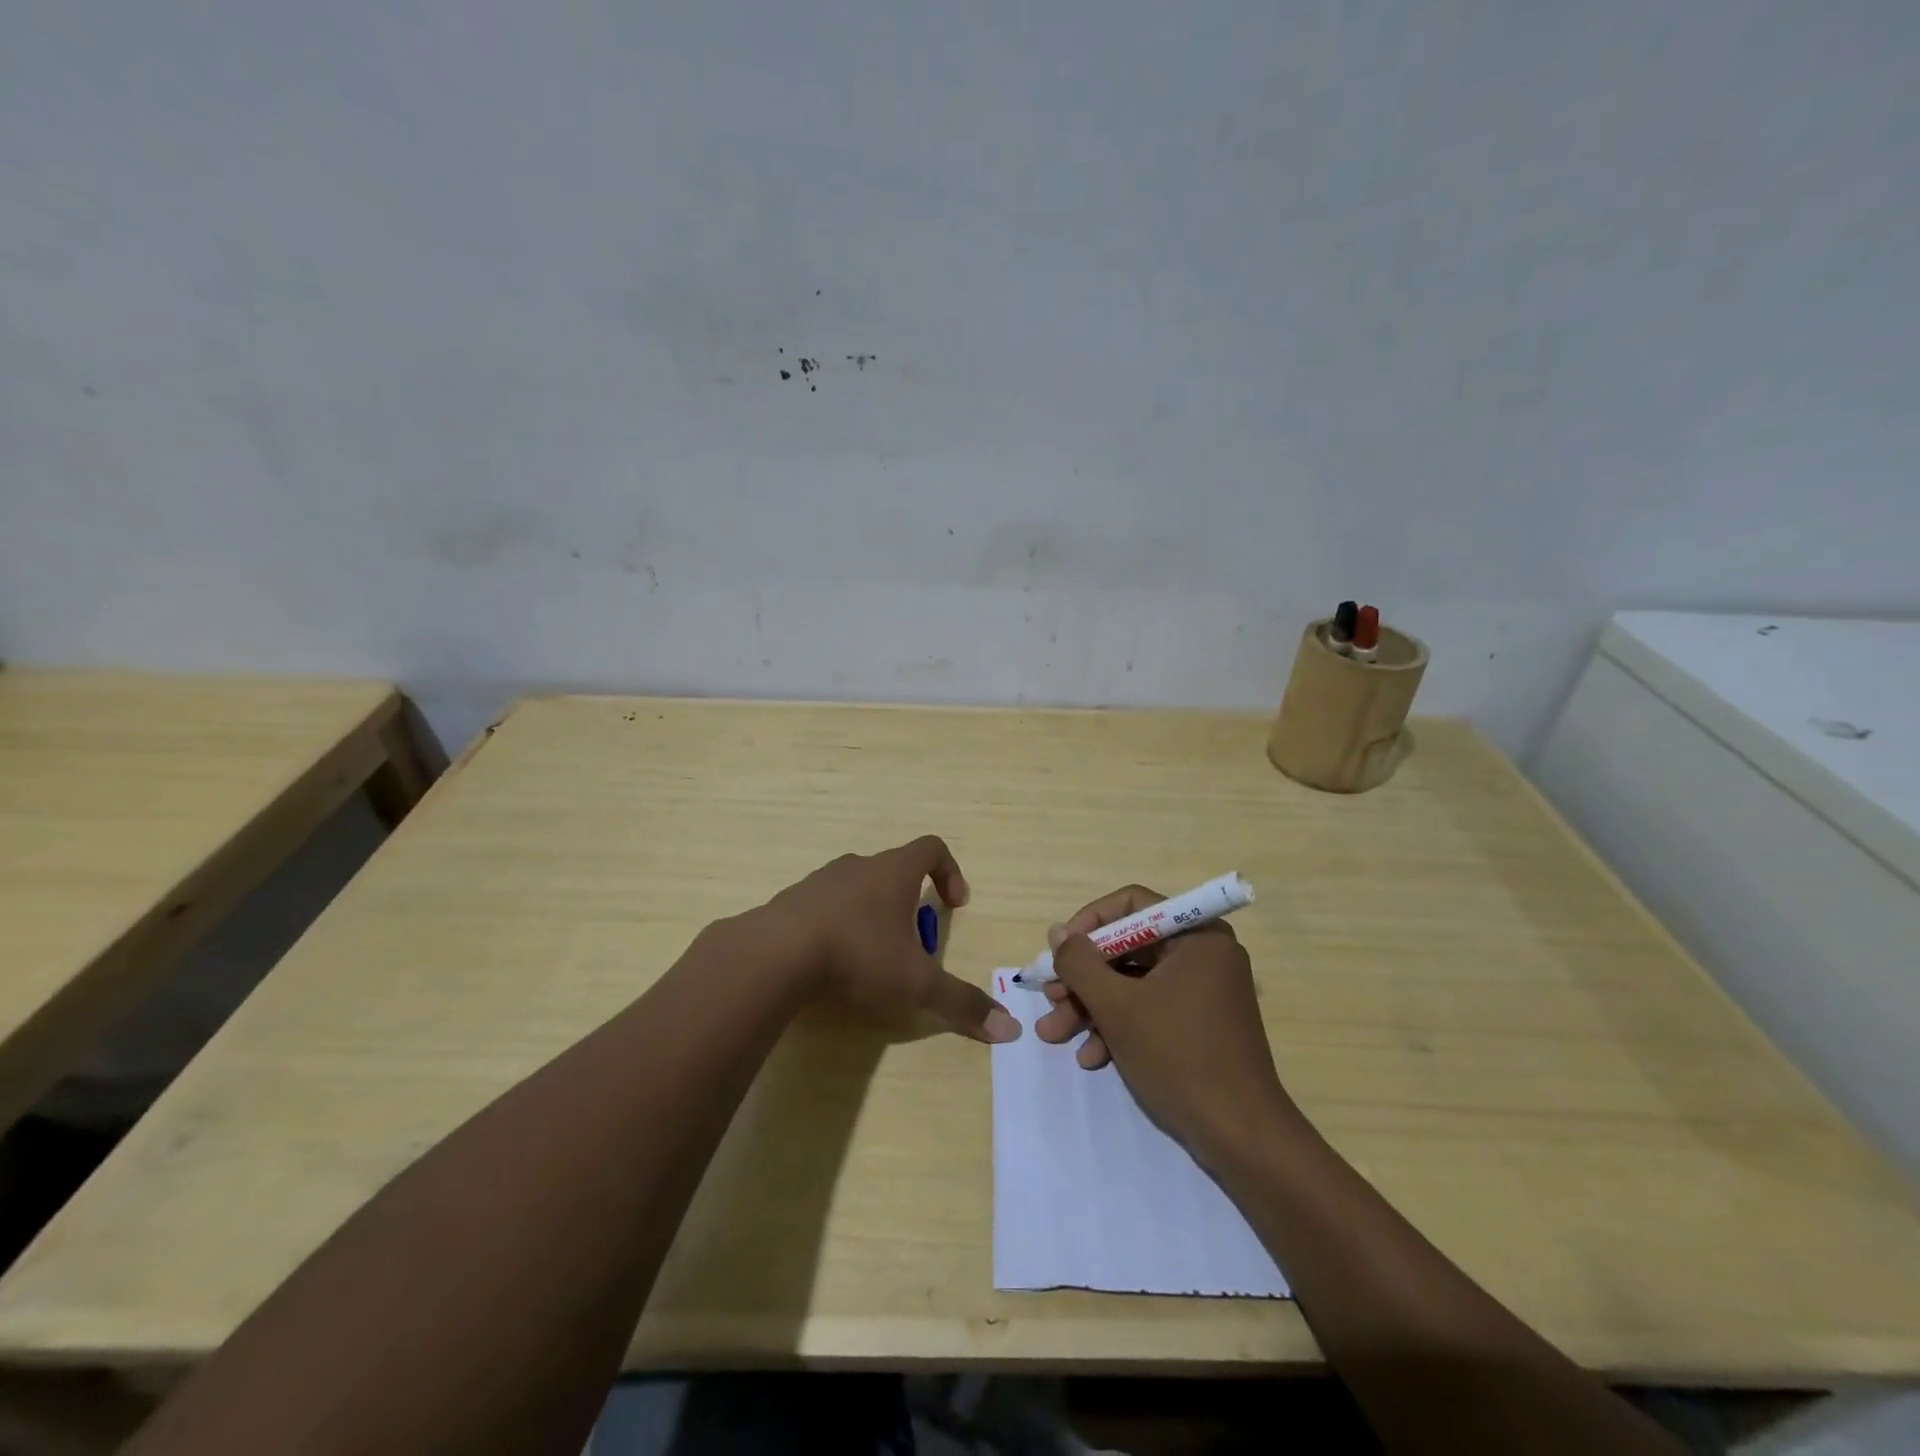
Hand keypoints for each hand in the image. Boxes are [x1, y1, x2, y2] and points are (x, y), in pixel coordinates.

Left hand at [762, 836, 1020, 1043]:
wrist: (774, 954)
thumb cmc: (857, 955)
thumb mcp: (916, 984)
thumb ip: (961, 1003)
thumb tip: (1010, 1031)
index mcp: (893, 872)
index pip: (932, 848)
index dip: (950, 871)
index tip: (955, 905)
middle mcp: (858, 866)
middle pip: (894, 872)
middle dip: (910, 907)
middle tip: (912, 947)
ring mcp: (820, 880)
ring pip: (857, 888)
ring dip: (872, 916)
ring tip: (871, 958)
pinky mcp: (790, 901)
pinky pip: (824, 906)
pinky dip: (837, 926)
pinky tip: (831, 963)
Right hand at [1034, 885, 1294, 1157]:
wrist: (1240, 1136)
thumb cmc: (1179, 1057)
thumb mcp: (1117, 1006)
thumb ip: (1080, 963)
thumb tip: (1058, 934)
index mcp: (1196, 935)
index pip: (1132, 905)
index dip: (1089, 923)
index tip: (1060, 952)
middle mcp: (1203, 954)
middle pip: (1128, 948)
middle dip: (1083, 978)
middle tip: (1049, 998)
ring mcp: (1203, 991)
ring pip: (1133, 983)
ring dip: (1092, 1007)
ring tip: (1055, 1034)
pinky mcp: (1199, 1024)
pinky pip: (1150, 1009)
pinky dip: (1118, 1027)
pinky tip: (1091, 1057)